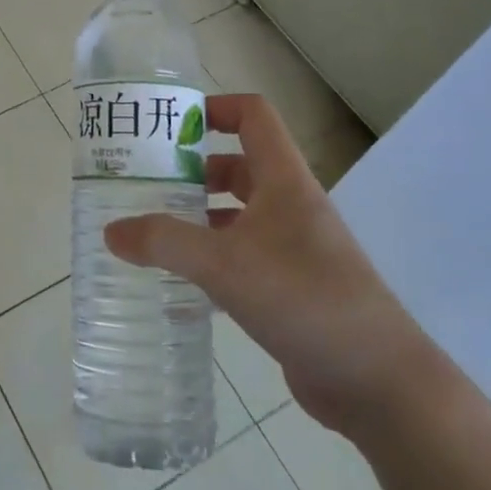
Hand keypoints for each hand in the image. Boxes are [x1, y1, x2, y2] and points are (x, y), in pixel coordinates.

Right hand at [103, 94, 445, 437]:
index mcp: (285, 182)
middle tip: (145, 181)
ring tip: (151, 228)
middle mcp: (290, 207)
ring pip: (238, 215)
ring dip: (199, 216)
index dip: (215, 108)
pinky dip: (211, 258)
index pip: (254, 117)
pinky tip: (179, 279)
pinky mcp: (291, 288)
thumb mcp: (225, 265)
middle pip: (238, 166)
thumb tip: (111, 230)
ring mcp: (294, 249)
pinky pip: (242, 257)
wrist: (379, 382)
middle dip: (193, 168)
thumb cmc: (305, 300)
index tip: (170, 124)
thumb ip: (164, 242)